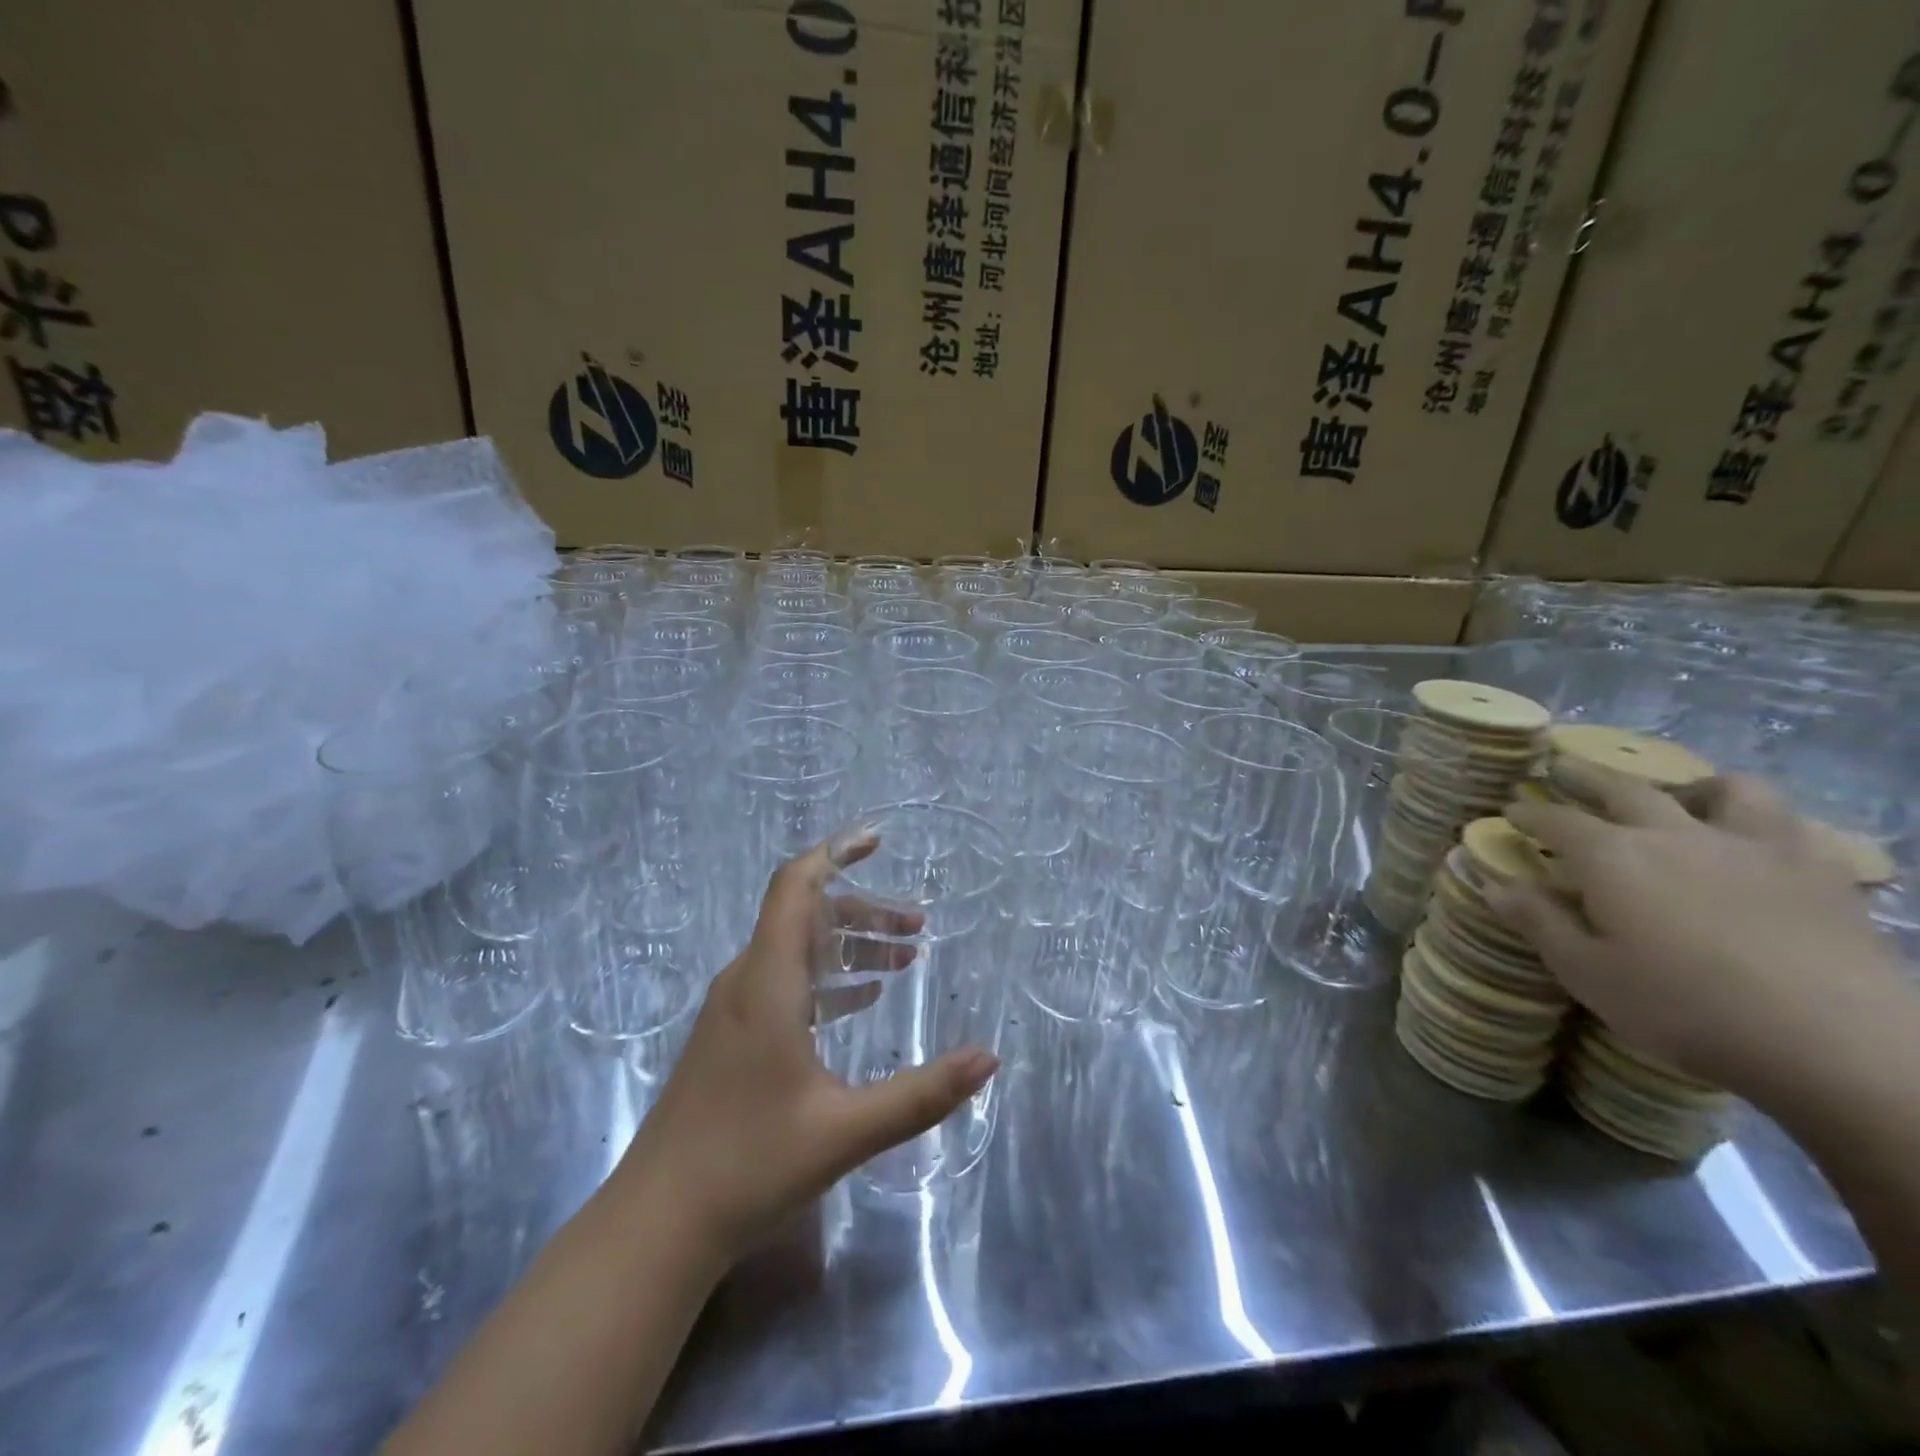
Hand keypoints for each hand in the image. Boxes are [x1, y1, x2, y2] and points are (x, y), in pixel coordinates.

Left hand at [614, 830, 998, 1260]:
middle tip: (919, 927)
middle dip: (864, 912)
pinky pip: (787, 983)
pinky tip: (861, 1001)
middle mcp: (748, 981)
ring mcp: (735, 1010)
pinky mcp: (733, 1038)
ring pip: (798, 951)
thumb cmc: (749, 1166)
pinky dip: (828, 979)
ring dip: (850, 947)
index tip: (877, 839)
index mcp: (768, 982)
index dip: (835, 854)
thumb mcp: (846, 1131)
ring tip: (904, 959)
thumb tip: (989, 1058)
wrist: (657, 1224)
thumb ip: (921, 1094)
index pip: (796, 887)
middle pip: (807, 917)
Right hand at [1488, 765, 1900, 1093]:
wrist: (1835, 1044)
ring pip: (1723, 789)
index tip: (1510, 810)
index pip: (1556, 821)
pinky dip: (1762, 821)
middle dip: (1587, 776)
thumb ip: (1539, 922)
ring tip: (1680, 797)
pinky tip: (1755, 840)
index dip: (1528, 814)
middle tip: (1565, 768)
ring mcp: (1752, 846)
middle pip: (1625, 788)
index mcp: (1612, 858)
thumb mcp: (1587, 973)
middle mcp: (1675, 834)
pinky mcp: (1817, 870)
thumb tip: (1494, 884)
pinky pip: (1789, 824)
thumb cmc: (1685, 1007)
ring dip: (1691, 786)